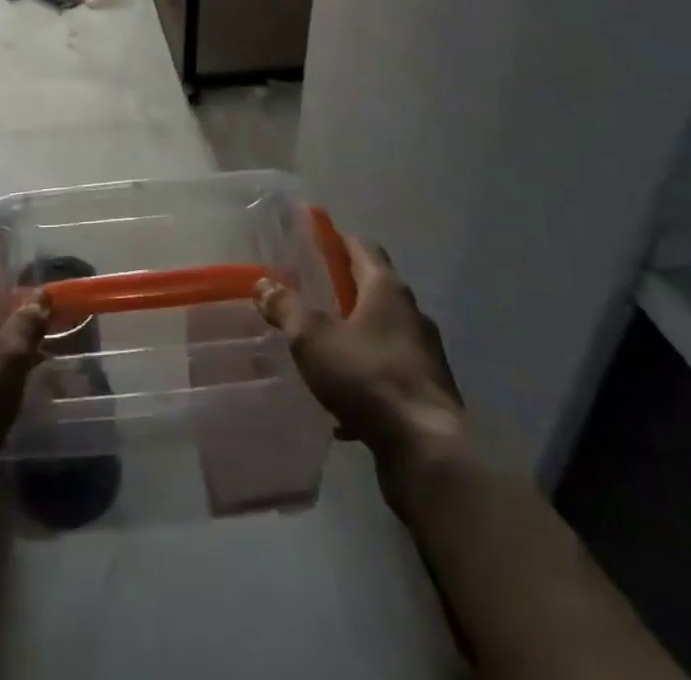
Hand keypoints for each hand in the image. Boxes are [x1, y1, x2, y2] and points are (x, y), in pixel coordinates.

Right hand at [256, 238, 466, 477]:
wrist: (428, 451)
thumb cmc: (368, 378)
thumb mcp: (314, 339)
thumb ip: (287, 308)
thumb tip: (263, 283)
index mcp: (387, 290)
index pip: (363, 247)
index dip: (338, 240)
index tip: (314, 239)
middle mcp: (411, 314)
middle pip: (374, 289)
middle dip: (343, 289)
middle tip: (309, 292)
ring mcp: (423, 355)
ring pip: (382, 334)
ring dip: (355, 335)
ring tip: (321, 347)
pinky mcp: (426, 394)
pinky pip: (388, 375)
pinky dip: (365, 379)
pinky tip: (340, 406)